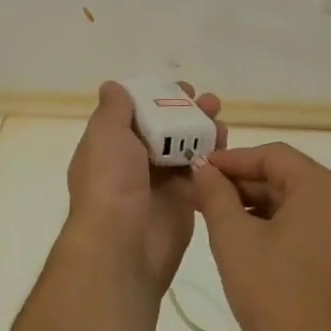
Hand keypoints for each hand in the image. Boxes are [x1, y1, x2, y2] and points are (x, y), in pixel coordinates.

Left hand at [64, 81, 224, 295]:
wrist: (123, 244)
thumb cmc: (110, 182)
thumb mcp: (105, 134)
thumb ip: (114, 109)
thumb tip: (113, 87)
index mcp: (111, 147)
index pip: (137, 114)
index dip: (158, 97)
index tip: (182, 89)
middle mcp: (135, 163)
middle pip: (166, 129)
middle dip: (188, 112)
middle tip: (210, 102)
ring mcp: (161, 183)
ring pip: (187, 148)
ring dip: (204, 131)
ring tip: (220, 119)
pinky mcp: (184, 201)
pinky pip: (202, 173)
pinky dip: (214, 157)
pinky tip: (225, 144)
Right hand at [189, 143, 330, 330]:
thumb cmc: (274, 294)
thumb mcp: (234, 239)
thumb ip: (216, 195)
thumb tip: (203, 168)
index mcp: (324, 187)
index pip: (273, 156)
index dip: (232, 160)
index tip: (199, 169)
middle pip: (287, 178)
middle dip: (243, 185)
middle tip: (202, 196)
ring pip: (297, 205)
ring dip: (258, 207)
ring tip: (218, 219)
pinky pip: (310, 228)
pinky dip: (279, 228)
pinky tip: (248, 243)